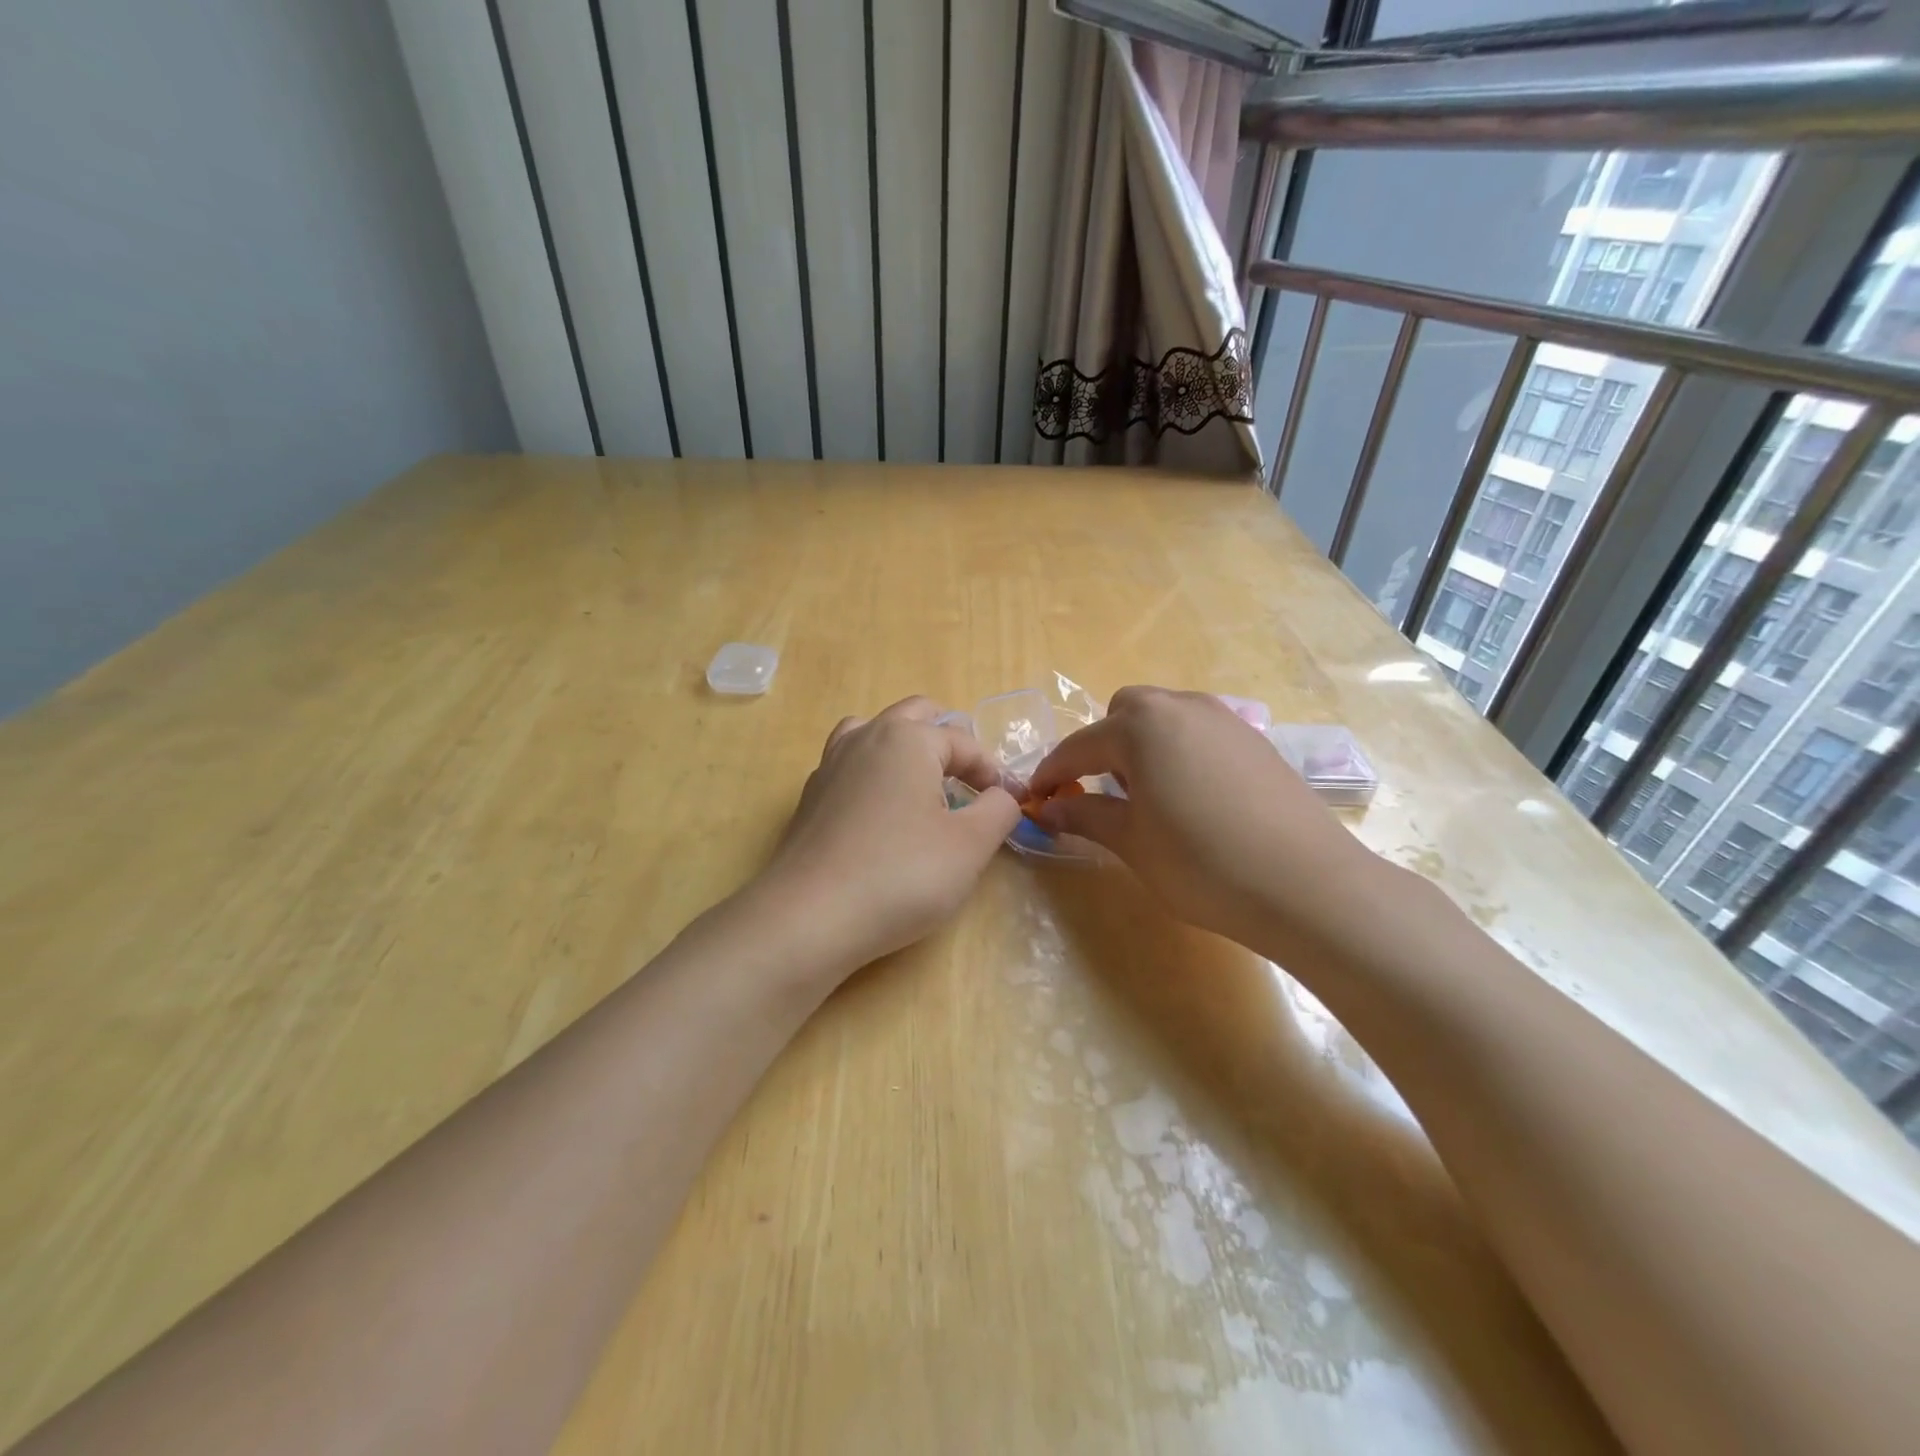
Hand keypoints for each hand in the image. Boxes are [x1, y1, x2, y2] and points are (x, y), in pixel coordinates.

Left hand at [751, 696, 1021, 982]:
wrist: (810, 917)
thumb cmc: (901, 874)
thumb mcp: (970, 845)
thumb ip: (999, 810)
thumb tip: (1002, 795)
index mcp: (907, 739)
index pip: (963, 741)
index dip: (993, 771)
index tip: (1010, 804)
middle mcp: (865, 738)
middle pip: (914, 716)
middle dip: (948, 741)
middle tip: (969, 780)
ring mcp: (830, 766)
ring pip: (873, 733)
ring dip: (904, 748)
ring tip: (922, 784)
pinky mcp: (810, 799)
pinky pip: (849, 767)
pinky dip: (873, 775)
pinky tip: (881, 813)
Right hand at [1025, 686, 1391, 955]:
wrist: (1307, 885)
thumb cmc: (1202, 863)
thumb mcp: (1131, 842)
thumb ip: (1084, 814)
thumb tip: (1046, 808)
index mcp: (1141, 725)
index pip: (1079, 746)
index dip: (1052, 774)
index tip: (1035, 798)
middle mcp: (1181, 707)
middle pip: (1123, 714)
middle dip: (1101, 748)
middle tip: (1100, 794)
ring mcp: (1224, 719)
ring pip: (1164, 719)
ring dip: (1141, 747)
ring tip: (1147, 798)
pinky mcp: (1255, 740)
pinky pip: (1198, 732)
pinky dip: (1178, 752)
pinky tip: (1192, 799)